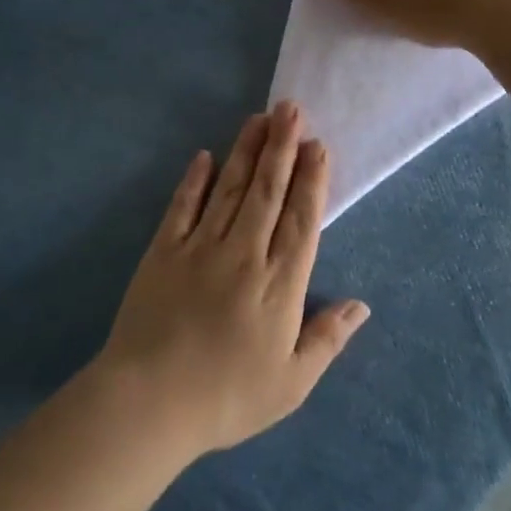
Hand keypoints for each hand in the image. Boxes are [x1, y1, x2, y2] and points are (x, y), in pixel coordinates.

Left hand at [97, 100, 368, 455]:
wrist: (149, 402)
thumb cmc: (227, 398)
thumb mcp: (291, 383)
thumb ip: (326, 339)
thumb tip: (361, 305)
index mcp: (279, 284)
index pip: (301, 220)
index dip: (311, 180)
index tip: (318, 145)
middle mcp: (244, 254)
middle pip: (267, 191)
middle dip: (281, 147)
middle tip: (291, 108)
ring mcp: (200, 247)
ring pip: (230, 189)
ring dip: (247, 151)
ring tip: (260, 117)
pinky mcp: (163, 251)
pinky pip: (183, 206)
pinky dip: (195, 180)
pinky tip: (205, 156)